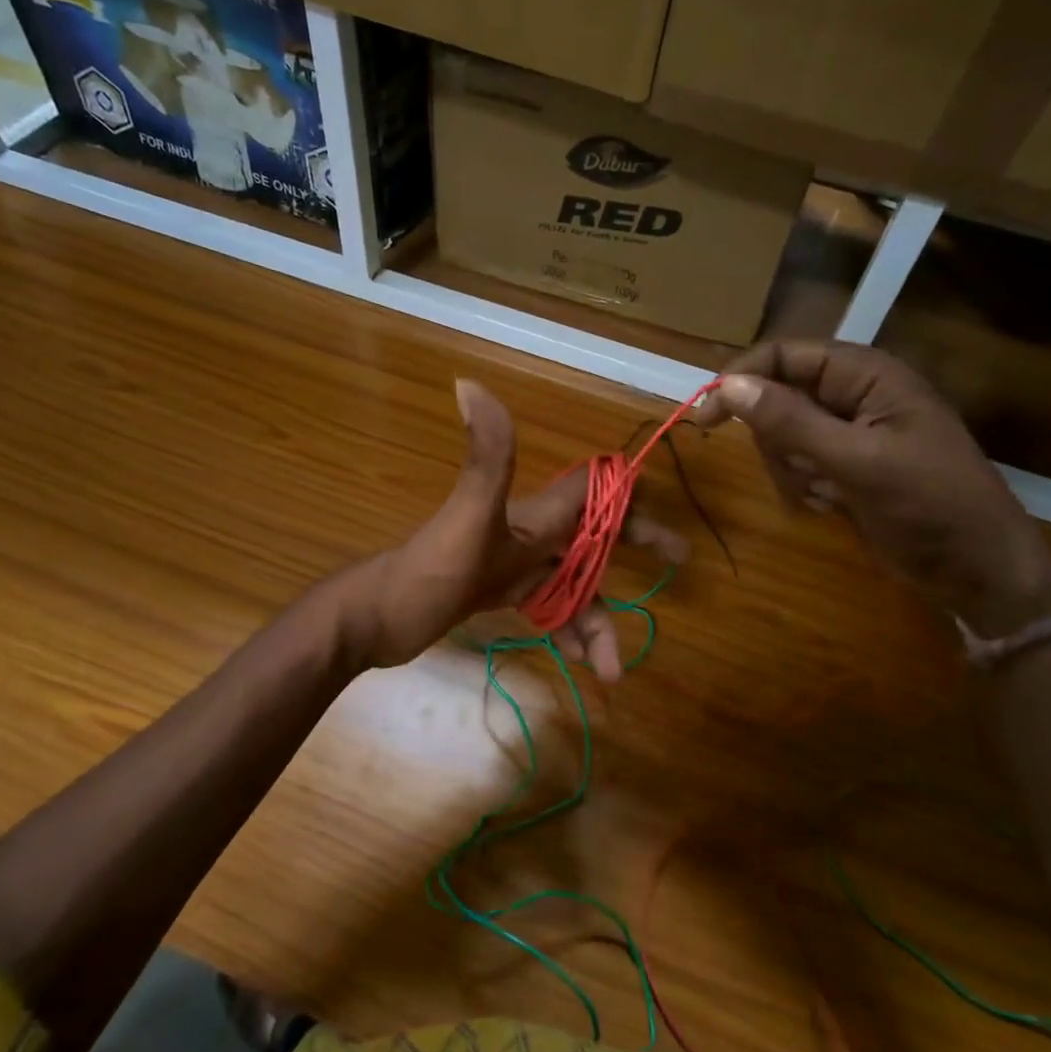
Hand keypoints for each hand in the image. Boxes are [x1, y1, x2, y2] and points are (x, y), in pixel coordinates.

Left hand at [341, 379, 687, 679]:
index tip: (670, 535)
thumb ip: (486, 456)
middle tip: (676, 569)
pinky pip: (548, 605)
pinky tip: (579, 661)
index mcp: (533, 514)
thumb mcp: (467, 517)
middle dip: (632, 554)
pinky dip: (567, 629)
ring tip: (611, 670)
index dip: (632, 504)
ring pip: (573, 584)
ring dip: (596, 621)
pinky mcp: (498, 590)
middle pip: (593, 540)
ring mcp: (513, 563)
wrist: (374, 617)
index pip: (595, 494)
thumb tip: (469, 381)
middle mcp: (529, 533)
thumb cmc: (429, 571)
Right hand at [692, 341, 1050, 635]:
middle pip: (778, 396)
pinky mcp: (847, 466)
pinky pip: (799, 464)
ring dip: (791, 468)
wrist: (978, 569)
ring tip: (827, 493)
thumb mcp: (857, 460)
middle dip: (777, 438)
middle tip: (802, 471)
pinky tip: (833, 505)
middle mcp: (855, 394)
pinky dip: (804, 486)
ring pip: (783, 435)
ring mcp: (851, 432)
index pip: (785, 356)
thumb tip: (726, 386)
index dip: (741, 379)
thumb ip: (790, 421)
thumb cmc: (929, 505)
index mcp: (866, 374)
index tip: (704, 416)